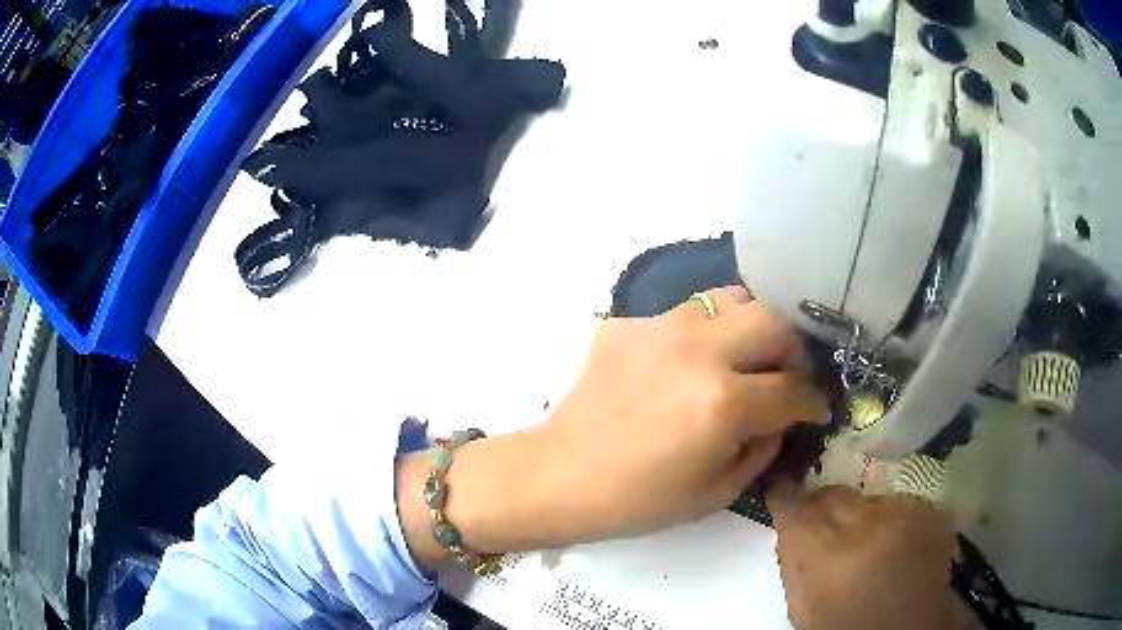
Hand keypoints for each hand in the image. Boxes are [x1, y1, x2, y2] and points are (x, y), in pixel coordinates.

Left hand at [538, 286, 827, 539]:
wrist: (559, 476)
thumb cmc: (637, 500)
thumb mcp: (716, 492)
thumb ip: (763, 448)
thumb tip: (782, 417)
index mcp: (722, 402)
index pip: (793, 388)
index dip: (814, 400)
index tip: (817, 406)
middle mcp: (697, 350)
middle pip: (772, 318)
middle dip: (792, 347)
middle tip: (785, 373)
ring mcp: (658, 328)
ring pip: (729, 300)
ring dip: (748, 328)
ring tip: (742, 359)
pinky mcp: (627, 323)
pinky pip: (683, 315)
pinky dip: (701, 336)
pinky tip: (686, 366)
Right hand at [767, 483, 958, 629]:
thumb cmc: (849, 629)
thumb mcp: (804, 613)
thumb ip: (791, 567)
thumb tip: (786, 526)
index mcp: (833, 556)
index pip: (798, 509)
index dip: (784, 496)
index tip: (780, 490)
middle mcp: (871, 524)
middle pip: (834, 494)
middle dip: (821, 505)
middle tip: (822, 526)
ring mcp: (907, 513)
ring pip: (867, 497)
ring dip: (859, 515)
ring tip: (865, 543)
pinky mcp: (931, 510)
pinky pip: (897, 502)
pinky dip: (889, 518)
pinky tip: (893, 543)